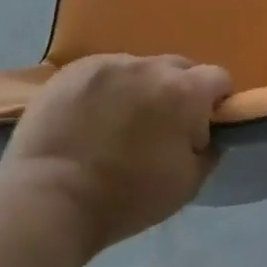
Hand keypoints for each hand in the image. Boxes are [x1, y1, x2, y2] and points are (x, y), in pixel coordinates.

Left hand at [0, 54, 233, 254]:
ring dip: (140, 88)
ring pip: (139, 68)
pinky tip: (90, 116)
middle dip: (178, 91)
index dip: (215, 101)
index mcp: (185, 92)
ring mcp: (109, 64)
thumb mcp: (189, 184)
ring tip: (119, 121)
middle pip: (179, 68)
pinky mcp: (72, 71)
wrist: (48, 202)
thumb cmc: (126, 198)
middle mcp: (150, 67)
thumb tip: (207, 133)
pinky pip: (103, 72)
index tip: (201, 126)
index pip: (218, 78)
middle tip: (161, 126)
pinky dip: (106, 89)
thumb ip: (209, 149)